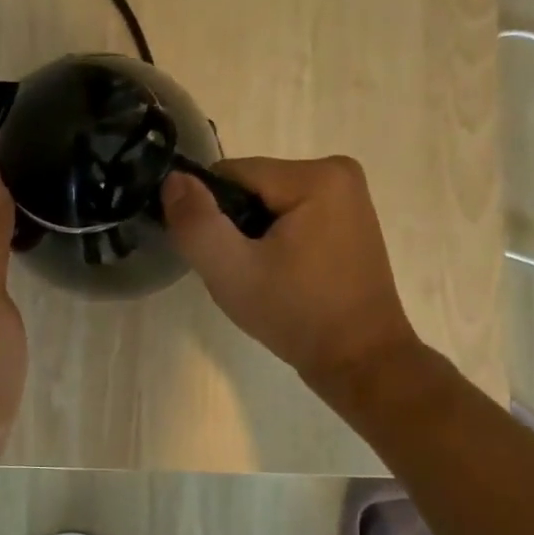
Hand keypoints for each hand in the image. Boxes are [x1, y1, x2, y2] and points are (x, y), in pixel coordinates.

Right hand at [162, 156, 420, 390]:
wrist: (360, 361)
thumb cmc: (297, 314)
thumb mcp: (232, 271)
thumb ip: (196, 222)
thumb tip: (173, 179)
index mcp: (316, 175)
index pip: (231, 175)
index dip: (212, 214)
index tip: (219, 257)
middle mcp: (339, 173)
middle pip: (251, 187)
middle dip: (235, 226)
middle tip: (241, 273)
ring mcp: (349, 197)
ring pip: (268, 204)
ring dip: (253, 237)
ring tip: (262, 278)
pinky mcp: (350, 221)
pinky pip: (292, 217)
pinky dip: (276, 242)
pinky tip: (282, 276)